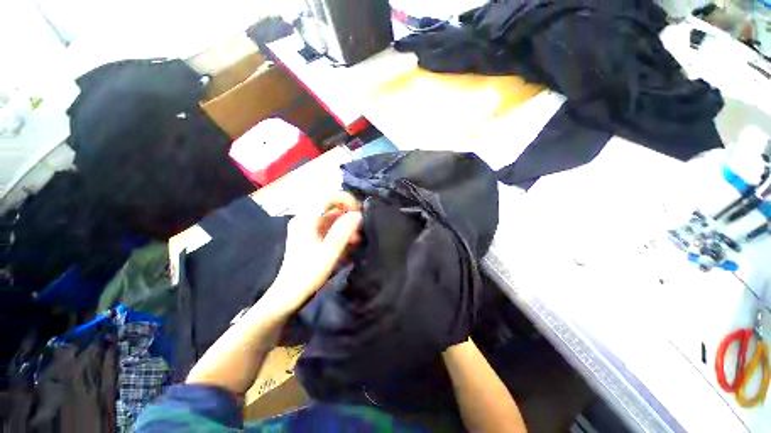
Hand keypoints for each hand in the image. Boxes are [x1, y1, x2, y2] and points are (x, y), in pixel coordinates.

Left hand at [263, 191, 362, 314]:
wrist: (288, 294)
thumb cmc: (307, 275)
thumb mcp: (328, 254)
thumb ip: (343, 232)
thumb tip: (358, 215)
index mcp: (306, 219)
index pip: (327, 196)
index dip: (346, 199)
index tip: (359, 212)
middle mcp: (305, 218)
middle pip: (330, 205)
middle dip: (348, 213)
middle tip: (359, 228)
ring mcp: (307, 226)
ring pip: (332, 216)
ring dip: (346, 223)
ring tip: (355, 239)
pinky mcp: (310, 235)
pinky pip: (329, 225)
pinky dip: (341, 231)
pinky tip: (348, 243)